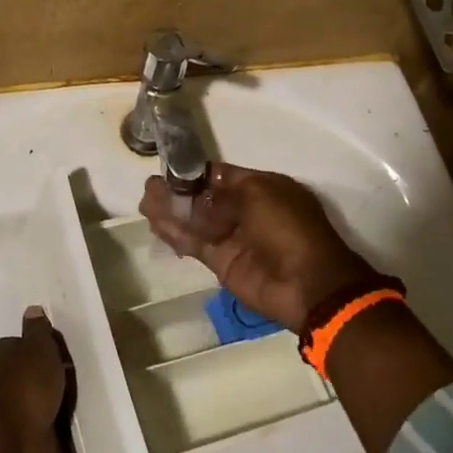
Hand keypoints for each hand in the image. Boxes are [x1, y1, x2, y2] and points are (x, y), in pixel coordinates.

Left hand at [0, 306, 73, 452]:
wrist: (12, 447)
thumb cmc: (26, 388)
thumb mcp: (38, 348)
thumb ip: (38, 330)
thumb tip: (32, 309)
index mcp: (1, 356)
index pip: (22, 343)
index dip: (43, 346)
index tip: (63, 352)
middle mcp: (2, 382)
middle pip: (31, 373)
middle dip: (49, 376)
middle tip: (76, 377)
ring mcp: (12, 414)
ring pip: (38, 402)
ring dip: (54, 404)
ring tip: (79, 402)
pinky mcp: (24, 441)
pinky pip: (46, 430)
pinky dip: (57, 431)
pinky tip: (76, 429)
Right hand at [140, 164, 382, 332]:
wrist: (307, 285)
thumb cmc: (288, 228)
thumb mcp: (258, 195)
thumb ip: (220, 194)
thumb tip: (193, 195)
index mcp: (262, 187)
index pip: (220, 175)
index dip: (195, 172)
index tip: (168, 168)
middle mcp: (245, 210)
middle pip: (204, 197)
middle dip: (177, 191)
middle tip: (150, 187)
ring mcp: (232, 237)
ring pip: (195, 220)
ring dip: (171, 211)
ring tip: (145, 202)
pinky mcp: (221, 262)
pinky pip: (194, 243)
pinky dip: (175, 234)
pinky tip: (155, 224)